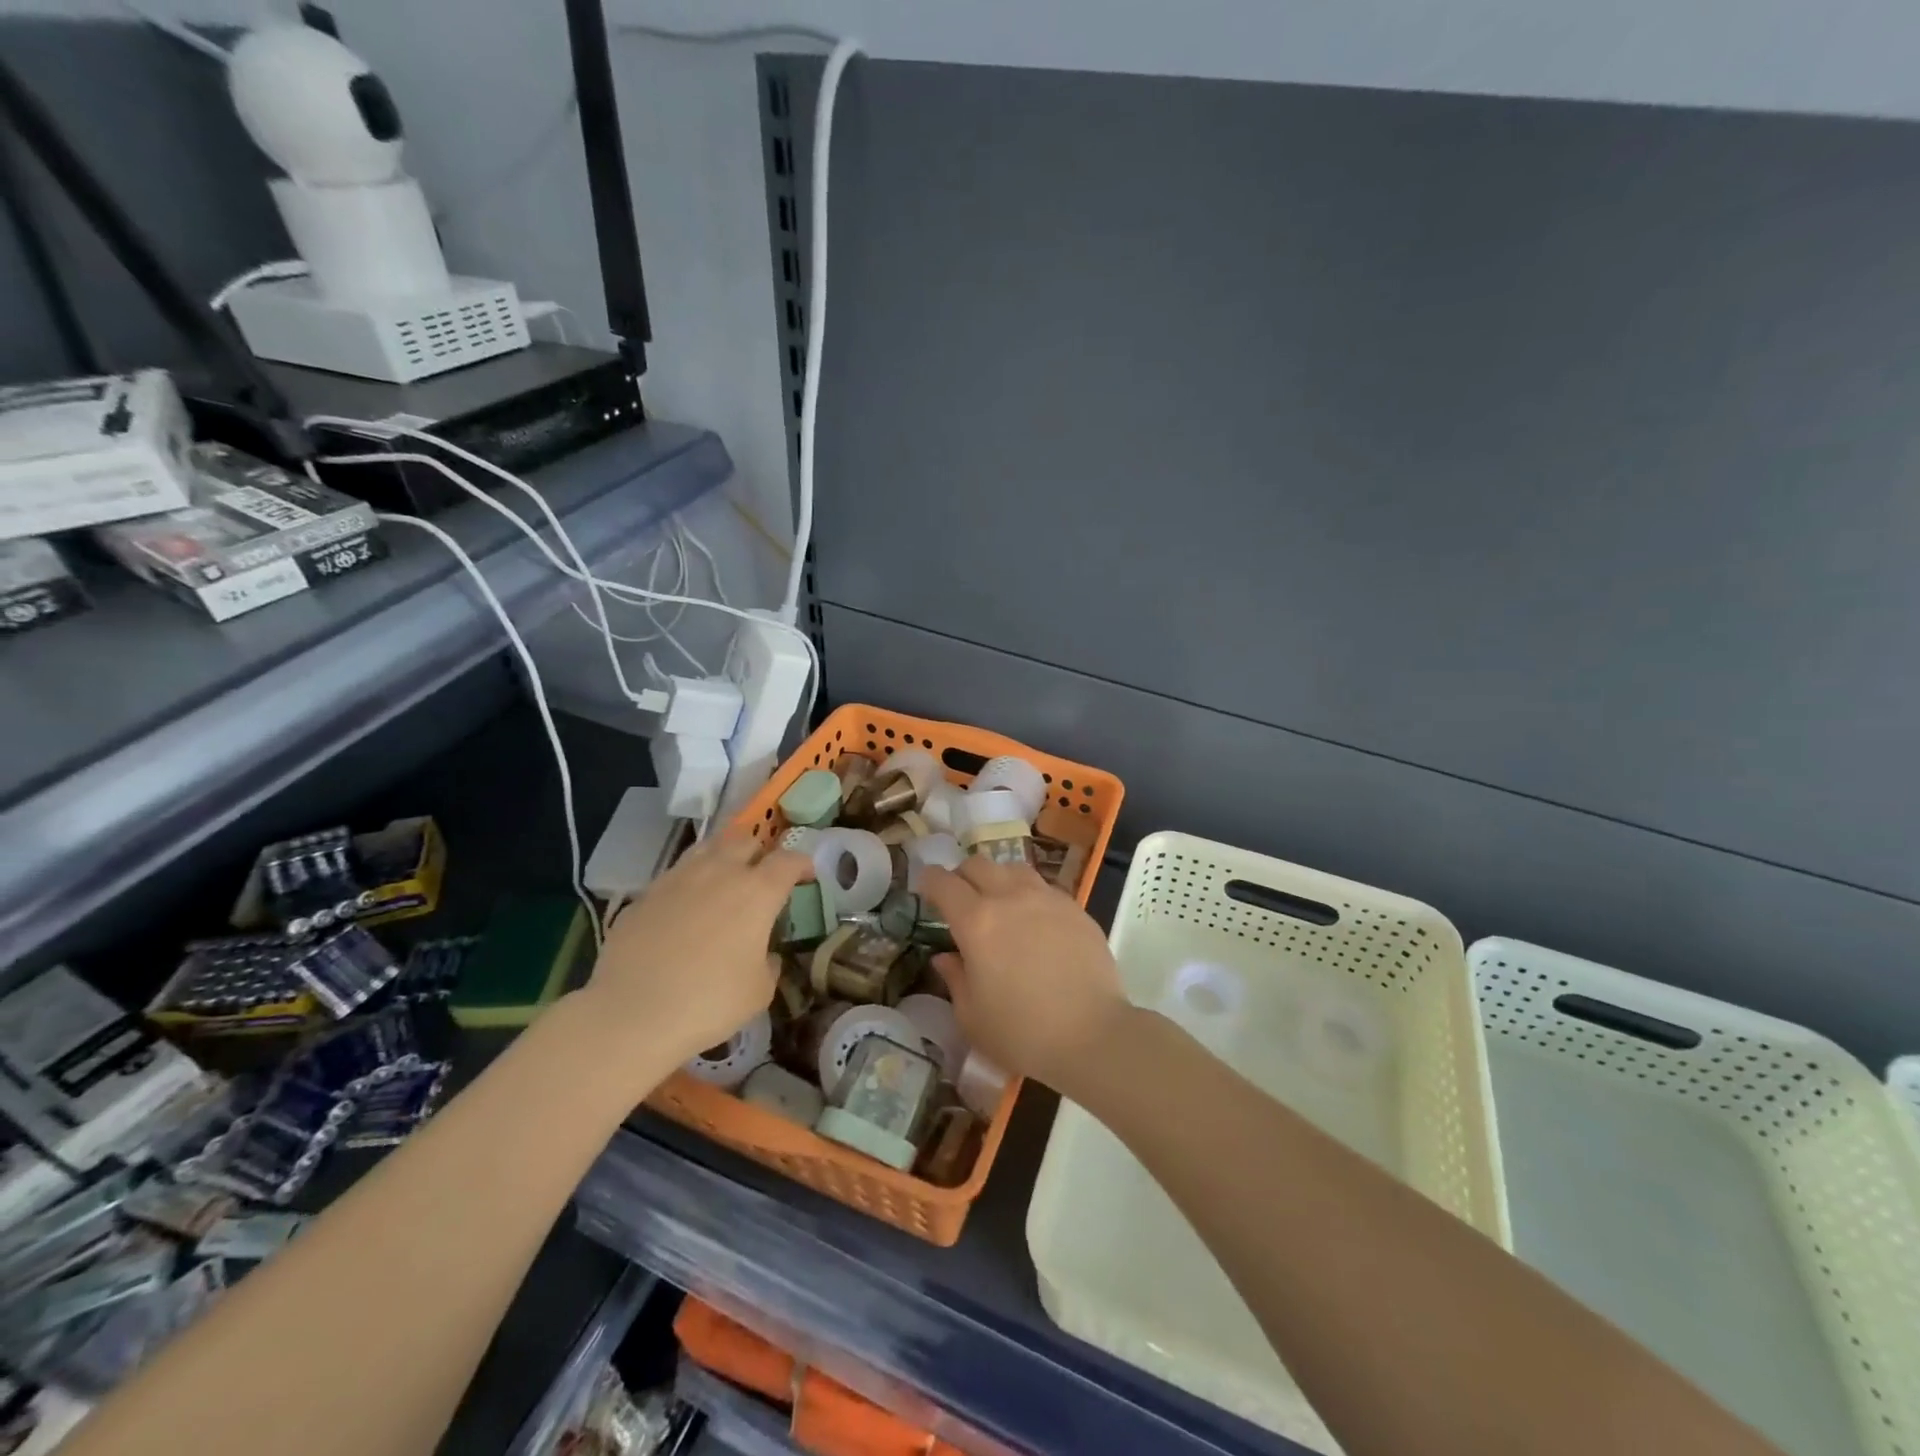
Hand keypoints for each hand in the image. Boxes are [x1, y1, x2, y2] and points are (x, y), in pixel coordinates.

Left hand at [586, 830, 812, 1070]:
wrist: (632, 1014)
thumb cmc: (710, 1002)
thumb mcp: (759, 991)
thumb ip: (769, 962)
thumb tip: (765, 954)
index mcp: (757, 891)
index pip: (788, 861)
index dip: (802, 865)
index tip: (806, 877)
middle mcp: (720, 872)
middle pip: (745, 839)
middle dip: (759, 851)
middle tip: (762, 874)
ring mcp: (678, 879)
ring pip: (707, 848)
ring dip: (722, 857)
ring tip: (724, 880)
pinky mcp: (645, 894)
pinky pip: (675, 875)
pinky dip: (689, 882)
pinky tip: (686, 909)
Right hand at [919, 858, 1132, 1092]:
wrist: (1092, 1036)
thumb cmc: (1022, 1034)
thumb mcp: (971, 1016)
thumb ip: (955, 978)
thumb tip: (946, 957)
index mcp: (976, 921)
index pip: (943, 882)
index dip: (929, 880)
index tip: (925, 889)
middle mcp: (1010, 897)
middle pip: (978, 864)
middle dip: (962, 876)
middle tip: (960, 899)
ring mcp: (1047, 898)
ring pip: (1013, 869)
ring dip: (998, 879)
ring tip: (999, 903)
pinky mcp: (1075, 908)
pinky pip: (1044, 888)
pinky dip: (1029, 895)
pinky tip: (1034, 922)